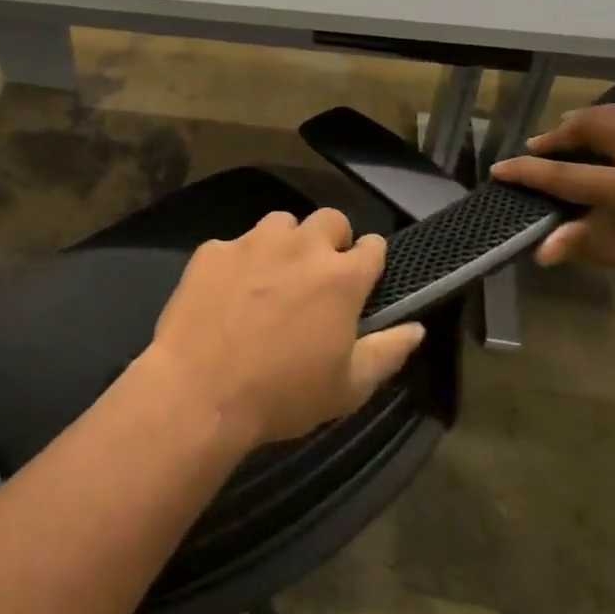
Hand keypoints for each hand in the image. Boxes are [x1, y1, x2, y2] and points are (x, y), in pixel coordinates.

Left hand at [141, 209, 426, 447]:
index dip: (370, 259)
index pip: (373, 245)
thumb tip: (416, 327)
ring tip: (272, 277)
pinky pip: (234, 244)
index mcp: (341, 277)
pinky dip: (238, 261)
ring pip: (280, 223)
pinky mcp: (212, 250)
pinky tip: (227, 293)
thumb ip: (388, 352)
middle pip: (329, 219)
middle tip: (319, 275)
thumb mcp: (348, 388)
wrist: (199, 390)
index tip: (363, 277)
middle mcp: (300, 247)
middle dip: (332, 240)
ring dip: (285, 243)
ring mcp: (252, 243)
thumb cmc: (282, 394)